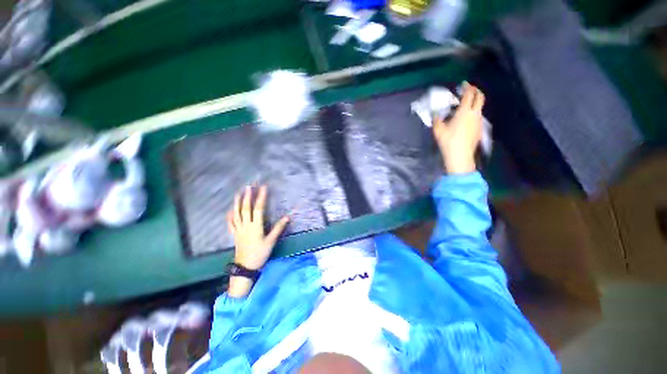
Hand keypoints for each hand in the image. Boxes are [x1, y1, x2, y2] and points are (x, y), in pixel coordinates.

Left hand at [226, 185, 288, 270]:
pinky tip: (230, 210)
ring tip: (238, 193)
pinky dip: (230, 215)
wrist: (245, 267)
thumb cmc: (260, 254)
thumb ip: (278, 228)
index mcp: (256, 226)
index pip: (259, 208)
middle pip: (246, 208)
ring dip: (237, 202)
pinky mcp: (235, 234)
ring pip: (237, 213)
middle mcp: (246, 225)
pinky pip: (231, 223)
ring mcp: (239, 229)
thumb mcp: (271, 241)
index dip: (261, 197)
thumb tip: (287, 217)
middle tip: (249, 186)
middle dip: (248, 196)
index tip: (264, 187)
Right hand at [433, 82, 484, 173]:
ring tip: (464, 106)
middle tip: (469, 90)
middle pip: (480, 97)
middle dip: (475, 91)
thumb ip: (437, 119)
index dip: (467, 87)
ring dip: (474, 102)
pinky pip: (477, 116)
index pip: (469, 95)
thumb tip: (435, 113)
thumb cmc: (448, 141)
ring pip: (479, 107)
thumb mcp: (438, 130)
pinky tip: (465, 119)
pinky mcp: (479, 129)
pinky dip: (473, 112)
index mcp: (464, 112)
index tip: (463, 84)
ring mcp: (478, 121)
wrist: (460, 156)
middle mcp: (474, 114)